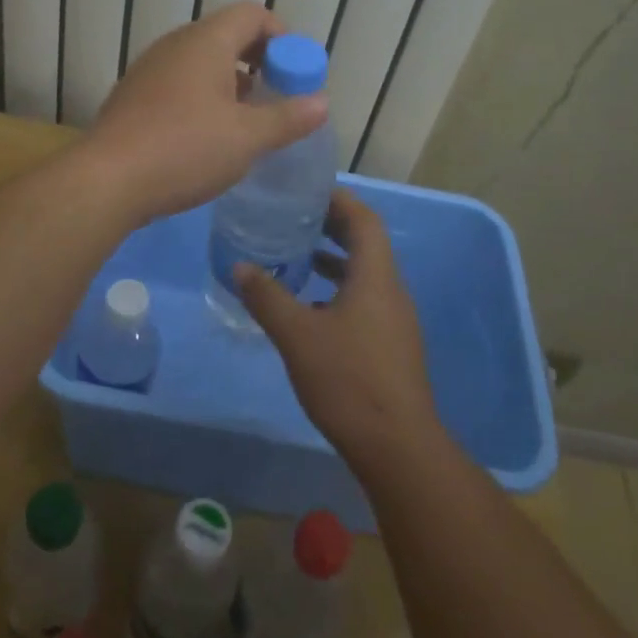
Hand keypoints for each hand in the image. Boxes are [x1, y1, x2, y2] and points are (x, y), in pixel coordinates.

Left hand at [83, 2, 327, 225]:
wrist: (108, 180)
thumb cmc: (184, 150)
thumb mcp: (247, 138)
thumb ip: (288, 118)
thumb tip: (322, 103)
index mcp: (206, 42)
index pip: (252, 14)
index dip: (282, 36)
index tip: (295, 72)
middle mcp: (176, 45)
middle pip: (227, 34)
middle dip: (259, 60)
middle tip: (277, 95)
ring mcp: (150, 68)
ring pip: (201, 60)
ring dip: (230, 80)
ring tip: (246, 118)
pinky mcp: (134, 95)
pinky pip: (179, 81)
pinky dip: (202, 95)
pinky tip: (207, 134)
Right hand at [234, 190, 440, 465]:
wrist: (397, 446)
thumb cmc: (348, 380)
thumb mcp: (297, 335)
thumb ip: (267, 297)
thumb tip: (240, 266)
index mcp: (376, 277)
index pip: (364, 220)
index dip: (339, 199)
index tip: (307, 190)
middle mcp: (391, 291)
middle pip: (366, 244)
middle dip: (333, 226)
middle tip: (294, 217)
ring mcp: (395, 320)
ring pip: (365, 274)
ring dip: (335, 260)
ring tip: (297, 256)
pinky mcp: (391, 346)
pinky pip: (365, 300)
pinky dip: (339, 290)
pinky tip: (310, 308)